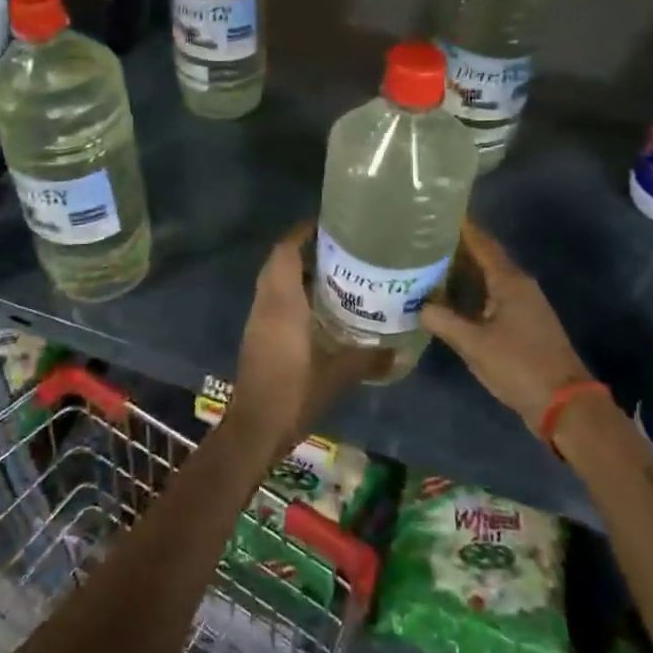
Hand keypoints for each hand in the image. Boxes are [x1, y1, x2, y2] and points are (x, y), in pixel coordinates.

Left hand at [226, 223, 389, 456]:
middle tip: (337, 249)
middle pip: (278, 263)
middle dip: (302, 250)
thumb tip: (397, 351)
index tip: (326, 224)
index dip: (301, 234)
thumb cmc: (294, 394)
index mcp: (282, 303)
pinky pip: (272, 301)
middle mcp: (266, 304)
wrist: (255, 428)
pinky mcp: (256, 336)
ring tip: (333, 274)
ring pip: (273, 282)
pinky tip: (318, 308)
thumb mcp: (338, 375)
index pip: (285, 253)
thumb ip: (368, 358)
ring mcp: (257, 320)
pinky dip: (291, 293)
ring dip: (296, 272)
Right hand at [421, 221, 591, 426]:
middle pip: (485, 257)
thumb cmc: (519, 366)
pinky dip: (472, 290)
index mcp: (510, 282)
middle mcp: (519, 286)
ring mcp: (524, 305)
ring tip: (430, 264)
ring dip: (464, 270)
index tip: (437, 213)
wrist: (564, 404)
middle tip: (424, 239)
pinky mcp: (524, 323)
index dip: (462, 227)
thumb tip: (418, 307)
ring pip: (489, 277)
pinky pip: (492, 295)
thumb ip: (444, 321)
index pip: (482, 244)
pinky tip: (451, 298)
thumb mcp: (474, 344)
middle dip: (457, 247)